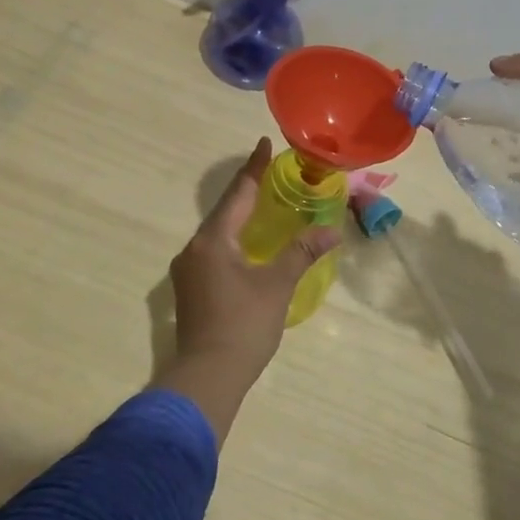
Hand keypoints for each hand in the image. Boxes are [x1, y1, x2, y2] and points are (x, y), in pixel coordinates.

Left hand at [168, 139, 340, 380]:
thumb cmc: (244, 325)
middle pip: (224, 210)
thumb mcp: (277, 285)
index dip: (255, 168)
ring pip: (217, 232)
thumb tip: (331, 231)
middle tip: (270, 171)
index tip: (264, 143)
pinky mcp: (190, 289)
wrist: (207, 377)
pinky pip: (214, 250)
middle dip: (247, 190)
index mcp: (213, 241)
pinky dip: (233, 239)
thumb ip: (301, 253)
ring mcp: (188, 270)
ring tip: (263, 203)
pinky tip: (247, 244)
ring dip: (239, 216)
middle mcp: (194, 249)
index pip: (239, 194)